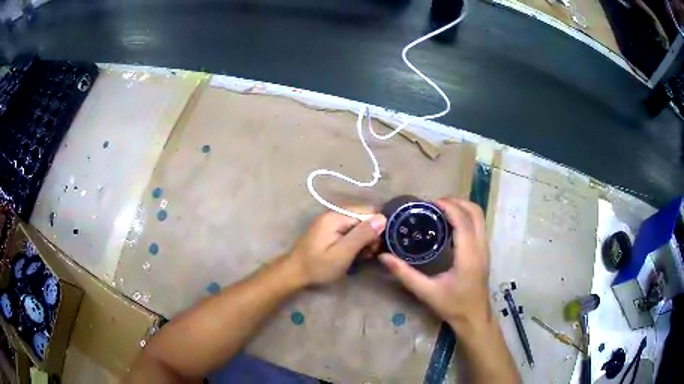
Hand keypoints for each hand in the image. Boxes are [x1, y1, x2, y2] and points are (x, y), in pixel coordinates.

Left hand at [287, 208, 386, 285]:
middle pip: (364, 216)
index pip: (368, 212)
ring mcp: (332, 220)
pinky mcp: (331, 229)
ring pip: (359, 224)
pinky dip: (356, 240)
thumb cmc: (318, 266)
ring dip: (364, 239)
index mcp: (336, 216)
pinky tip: (354, 253)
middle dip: (371, 234)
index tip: (374, 247)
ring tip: (362, 256)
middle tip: (368, 254)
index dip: (376, 228)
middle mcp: (334, 213)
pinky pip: (350, 229)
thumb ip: (361, 235)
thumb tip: (382, 218)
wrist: (295, 273)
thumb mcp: (342, 254)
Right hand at [379, 197, 490, 332]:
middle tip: (434, 203)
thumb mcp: (426, 292)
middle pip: (475, 212)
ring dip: (462, 207)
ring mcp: (485, 248)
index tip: (429, 202)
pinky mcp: (484, 251)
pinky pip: (478, 225)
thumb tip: (383, 257)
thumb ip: (405, 274)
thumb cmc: (453, 306)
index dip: (448, 207)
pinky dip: (466, 216)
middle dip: (456, 201)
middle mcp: (481, 247)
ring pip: (479, 217)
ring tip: (440, 209)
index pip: (463, 221)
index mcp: (468, 255)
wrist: (474, 318)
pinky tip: (449, 224)